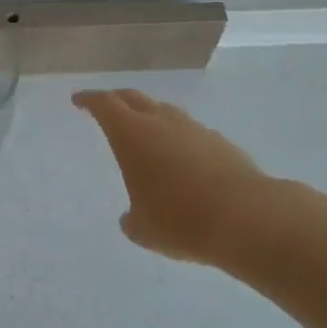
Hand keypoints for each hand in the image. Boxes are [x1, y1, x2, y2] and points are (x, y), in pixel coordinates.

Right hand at [73, 89, 273, 265]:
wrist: (247, 217)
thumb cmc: (181, 220)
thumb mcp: (143, 229)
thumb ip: (132, 219)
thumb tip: (132, 217)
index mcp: (132, 134)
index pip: (104, 104)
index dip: (89, 100)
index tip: (79, 100)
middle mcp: (162, 122)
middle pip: (133, 98)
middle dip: (116, 100)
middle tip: (106, 107)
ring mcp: (194, 129)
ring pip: (164, 112)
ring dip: (150, 116)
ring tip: (145, 132)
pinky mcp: (220, 142)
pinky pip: (190, 131)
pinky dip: (178, 138)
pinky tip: (182, 158)